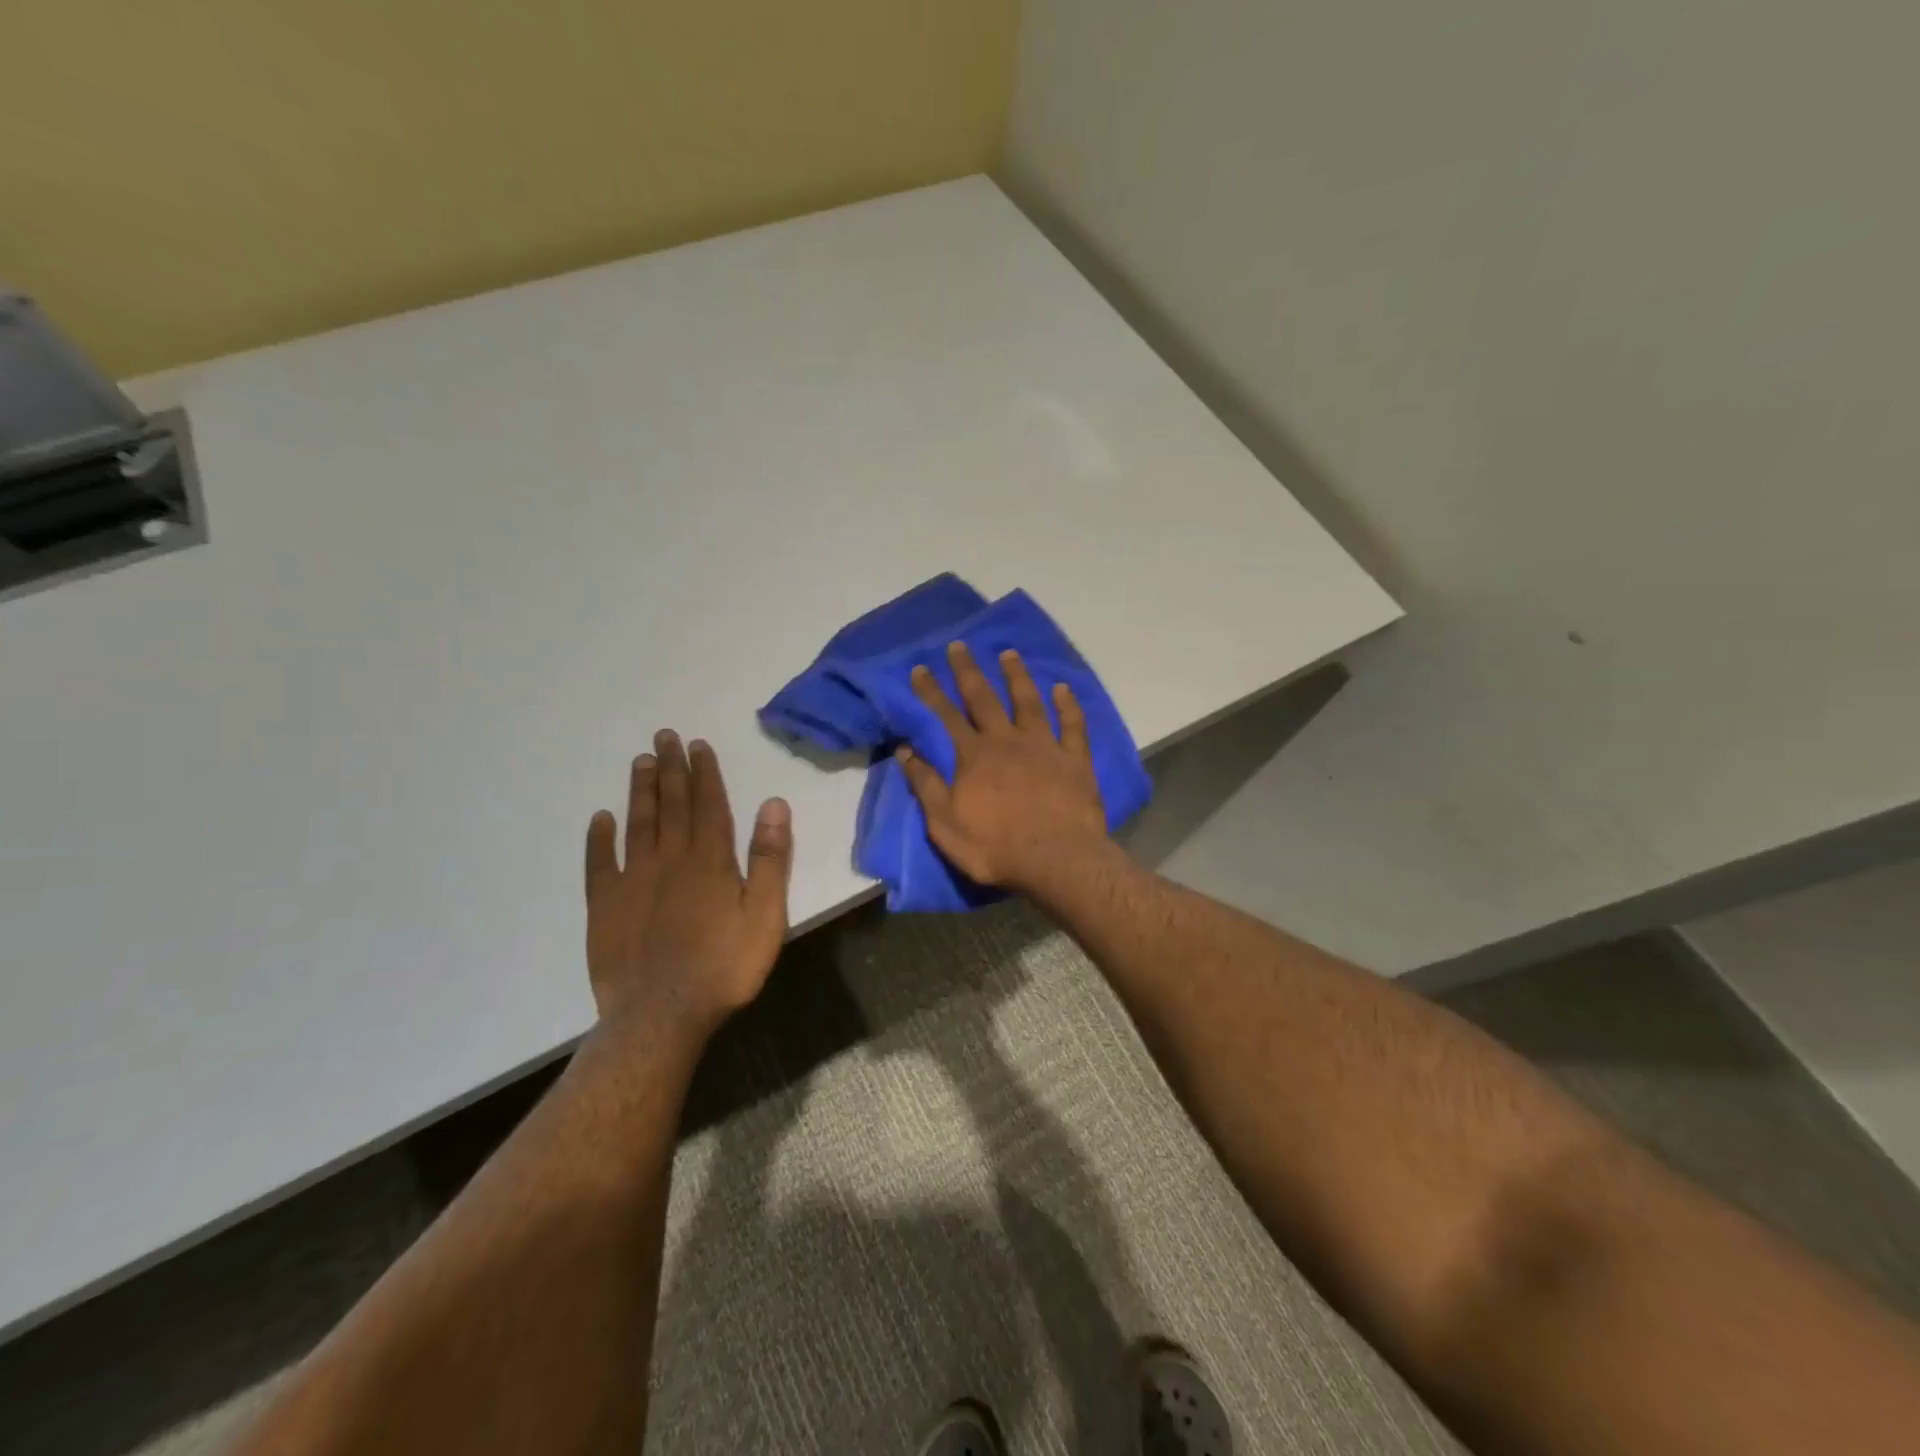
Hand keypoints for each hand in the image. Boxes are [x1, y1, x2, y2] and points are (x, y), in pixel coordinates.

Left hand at [583, 731, 792, 1039]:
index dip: (704, 772)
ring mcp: (633, 880)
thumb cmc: (724, 966)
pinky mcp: (606, 906)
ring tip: (640, 761)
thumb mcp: (766, 915)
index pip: (708, 804)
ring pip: (637, 824)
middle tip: (664, 736)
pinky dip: (599, 839)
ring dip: (640, 791)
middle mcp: (670, 859)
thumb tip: (774, 804)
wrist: (661, 1015)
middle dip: (671, 768)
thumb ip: (769, 859)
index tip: (697, 744)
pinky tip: (600, 819)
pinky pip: (600, 863)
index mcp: (711, 860)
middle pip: (671, 804)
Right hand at [896, 642, 1109, 890]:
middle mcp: (1007, 741)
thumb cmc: (995, 847)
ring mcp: (1045, 746)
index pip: (946, 716)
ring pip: (1029, 702)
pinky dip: (1068, 705)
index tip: (920, 667)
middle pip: (984, 699)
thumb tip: (904, 750)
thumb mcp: (945, 823)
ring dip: (1017, 676)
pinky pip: (1073, 725)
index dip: (931, 691)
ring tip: (1009, 653)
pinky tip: (1063, 688)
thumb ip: (925, 784)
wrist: (1057, 859)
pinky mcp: (1075, 759)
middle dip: (969, 671)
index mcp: (974, 756)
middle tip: (959, 645)